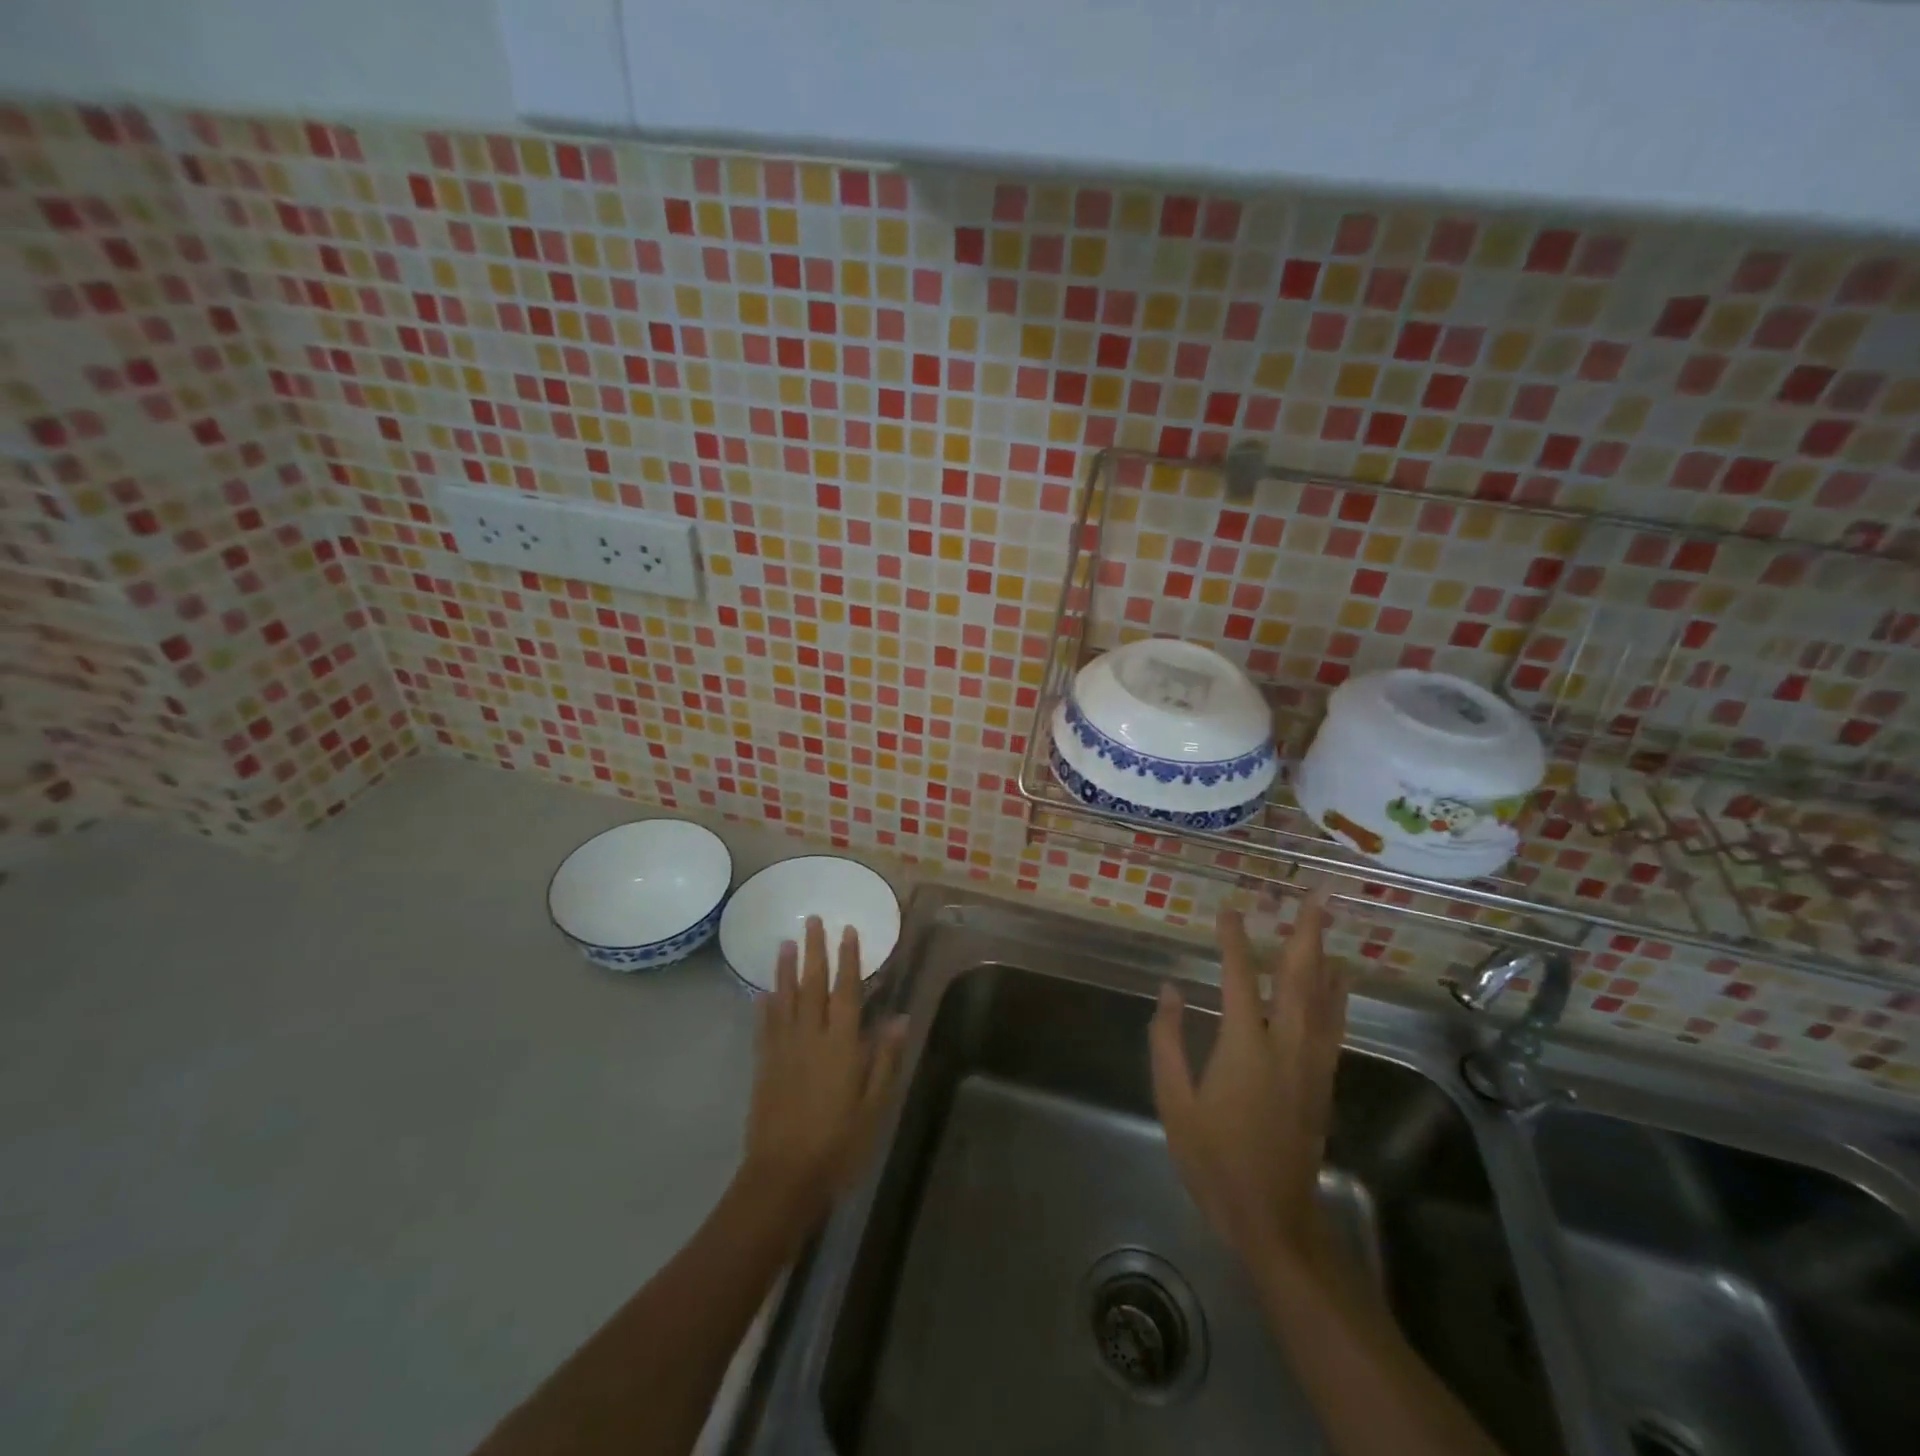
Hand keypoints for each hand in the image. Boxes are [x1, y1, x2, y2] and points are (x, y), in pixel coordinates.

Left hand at [740, 917, 906, 1226]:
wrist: (783, 1178)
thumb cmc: (839, 1143)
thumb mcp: (874, 1105)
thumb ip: (884, 1058)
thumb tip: (899, 1017)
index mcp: (841, 1045)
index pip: (846, 991)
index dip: (848, 959)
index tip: (848, 930)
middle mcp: (810, 1037)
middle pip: (812, 985)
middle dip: (814, 950)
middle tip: (812, 920)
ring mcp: (783, 1050)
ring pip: (784, 999)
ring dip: (785, 969)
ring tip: (786, 942)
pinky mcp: (763, 1066)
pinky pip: (764, 1027)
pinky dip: (764, 1006)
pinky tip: (762, 993)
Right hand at [1149, 892, 1344, 1266]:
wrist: (1272, 1217)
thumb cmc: (1213, 1159)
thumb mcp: (1174, 1101)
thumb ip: (1168, 1040)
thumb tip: (1170, 989)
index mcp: (1244, 1047)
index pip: (1240, 978)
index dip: (1234, 940)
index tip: (1229, 909)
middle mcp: (1285, 1045)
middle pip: (1300, 978)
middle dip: (1306, 933)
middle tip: (1315, 895)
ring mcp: (1311, 1063)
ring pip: (1324, 998)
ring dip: (1325, 954)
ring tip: (1328, 921)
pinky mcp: (1323, 1081)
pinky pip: (1333, 1024)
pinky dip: (1337, 993)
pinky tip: (1339, 978)